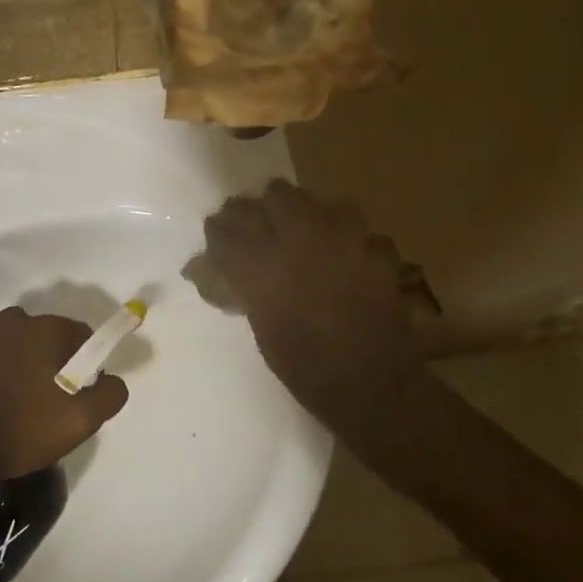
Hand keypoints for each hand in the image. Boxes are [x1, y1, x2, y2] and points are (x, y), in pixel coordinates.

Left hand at [0, 308, 128, 482]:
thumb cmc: (19, 430)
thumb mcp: (78, 422)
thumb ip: (108, 395)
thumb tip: (114, 379)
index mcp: (44, 329)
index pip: (80, 334)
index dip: (85, 361)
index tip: (79, 390)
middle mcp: (12, 319)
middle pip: (46, 335)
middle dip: (52, 359)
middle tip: (48, 399)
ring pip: (15, 341)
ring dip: (21, 360)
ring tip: (16, 399)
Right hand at [203, 181, 440, 433]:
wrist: (369, 386)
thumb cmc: (304, 367)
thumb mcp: (261, 328)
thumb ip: (242, 288)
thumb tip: (204, 270)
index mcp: (261, 266)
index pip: (227, 228)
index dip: (220, 228)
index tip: (218, 231)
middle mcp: (300, 241)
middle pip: (276, 195)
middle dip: (265, 206)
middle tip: (263, 223)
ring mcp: (344, 241)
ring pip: (320, 201)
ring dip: (309, 212)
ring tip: (306, 231)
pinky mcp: (378, 252)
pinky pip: (360, 231)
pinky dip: (351, 240)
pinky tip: (348, 256)